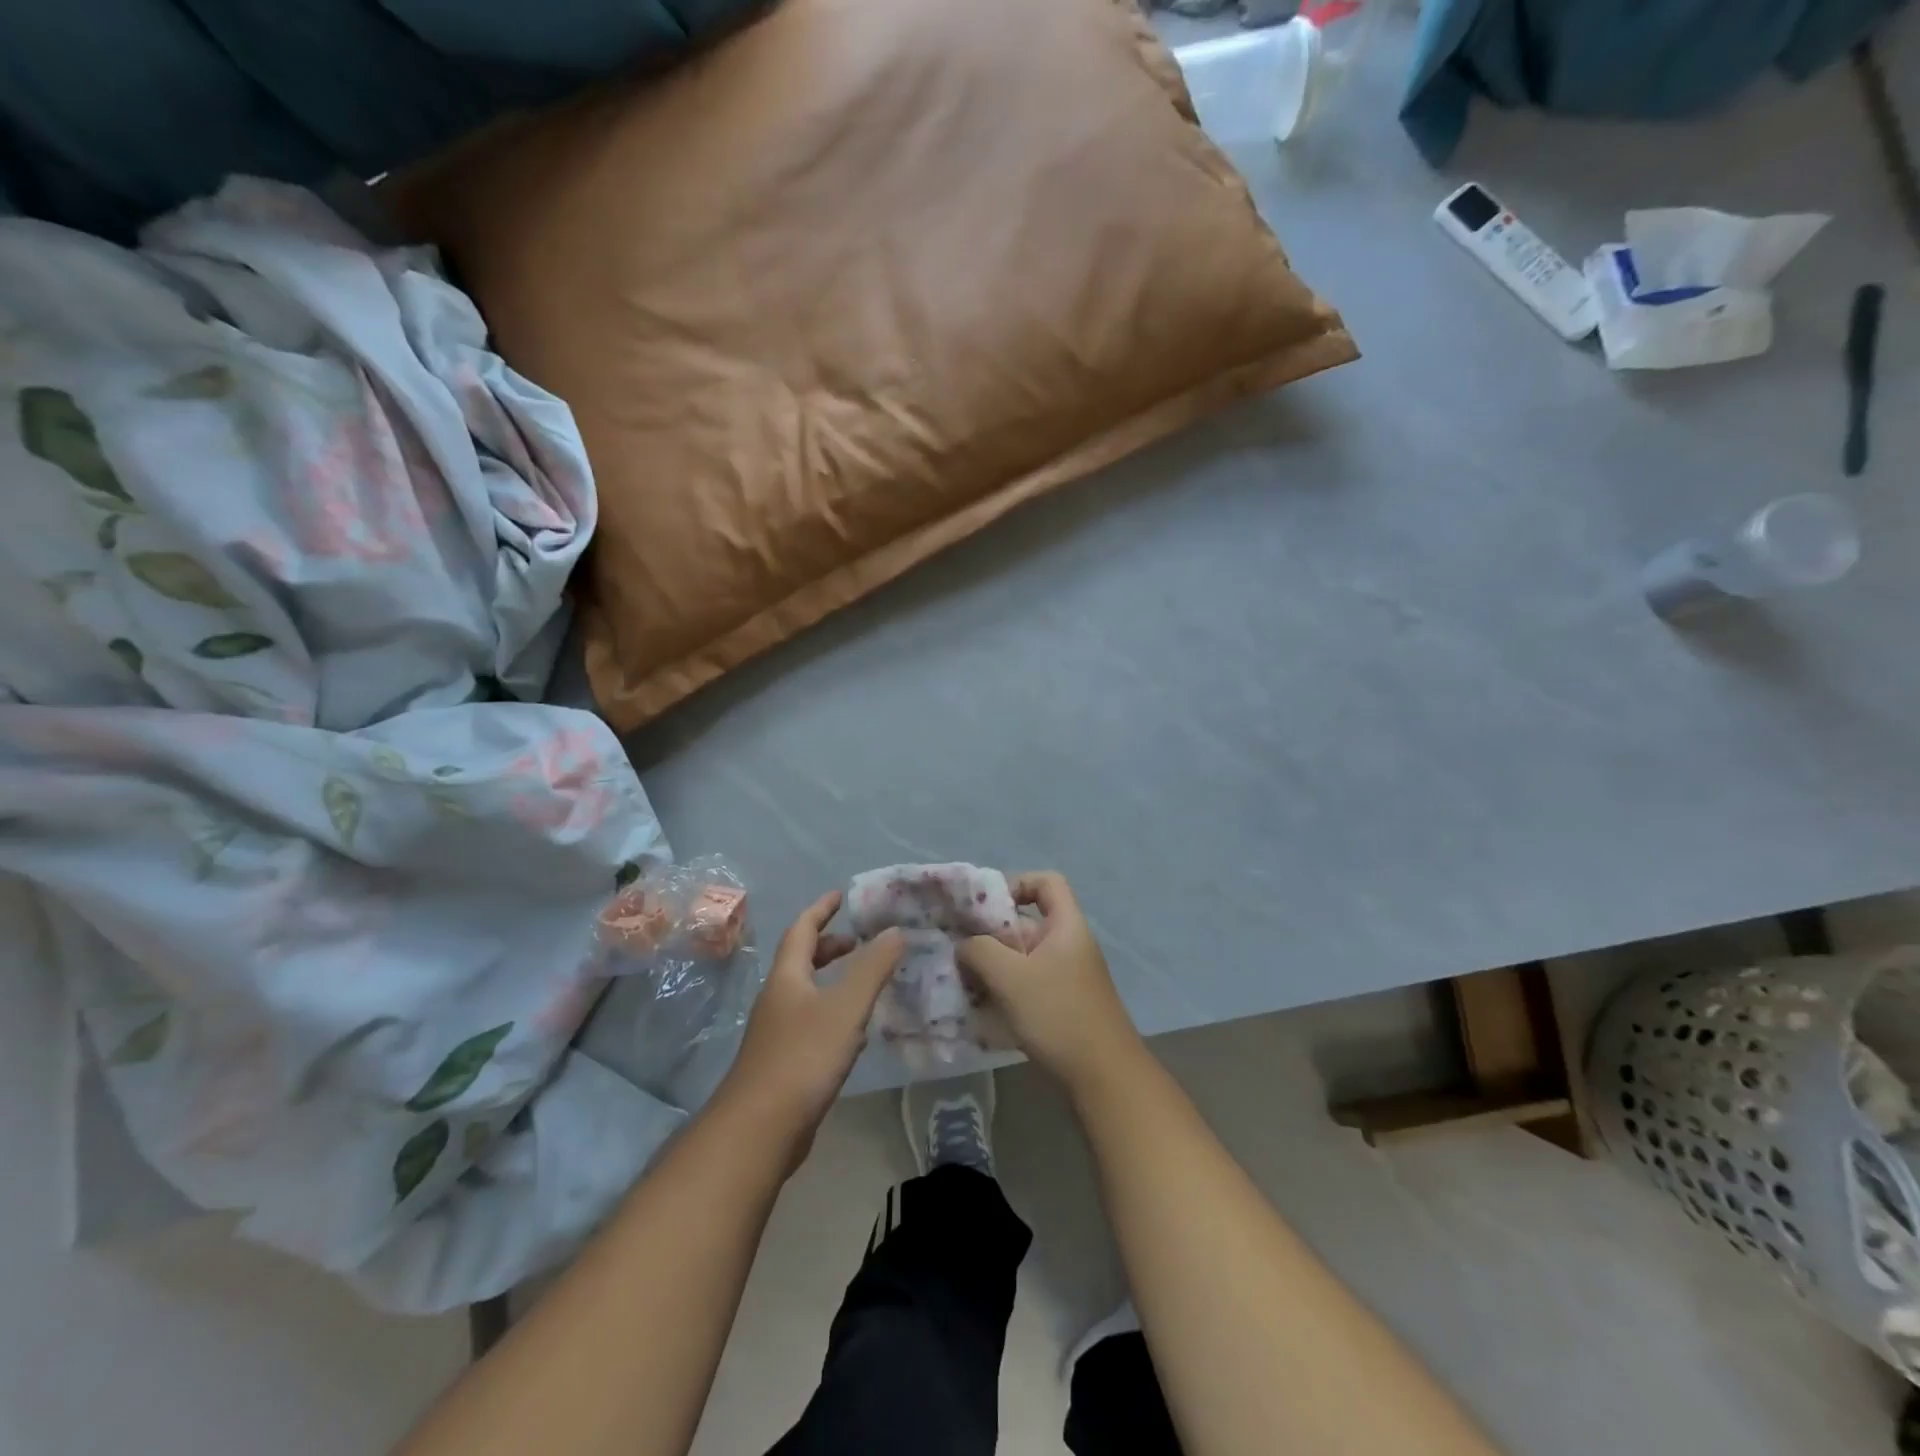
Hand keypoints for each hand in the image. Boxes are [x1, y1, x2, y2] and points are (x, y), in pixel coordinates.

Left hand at [717, 892, 902, 1165]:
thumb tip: (895, 931)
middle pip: (801, 960)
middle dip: (829, 946)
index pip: (802, 930)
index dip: (821, 910)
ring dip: (832, 979)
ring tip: (863, 981)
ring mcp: (777, 1032)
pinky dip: (832, 1010)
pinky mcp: (783, 1062)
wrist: (760, 1129)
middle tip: (859, 942)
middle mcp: (777, 999)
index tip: (840, 896)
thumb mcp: (846, 1007)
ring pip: (806, 992)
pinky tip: (853, 1031)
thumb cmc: (803, 1057)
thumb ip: (873, 968)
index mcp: (787, 977)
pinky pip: (810, 1021)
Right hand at [957, 872, 1143, 1091]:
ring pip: (1022, 958)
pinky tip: (980, 1009)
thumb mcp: (1011, 977)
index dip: (1016, 884)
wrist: (1104, 1077)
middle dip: (990, 934)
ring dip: (992, 966)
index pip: (1046, 882)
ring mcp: (1066, 977)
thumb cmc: (1059, 1014)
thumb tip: (965, 945)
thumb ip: (980, 951)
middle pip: (1026, 923)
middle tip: (959, 950)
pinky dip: (1003, 990)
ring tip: (963, 982)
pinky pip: (1026, 985)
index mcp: (1066, 926)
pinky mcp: (1061, 1005)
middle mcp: (1068, 945)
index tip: (985, 909)